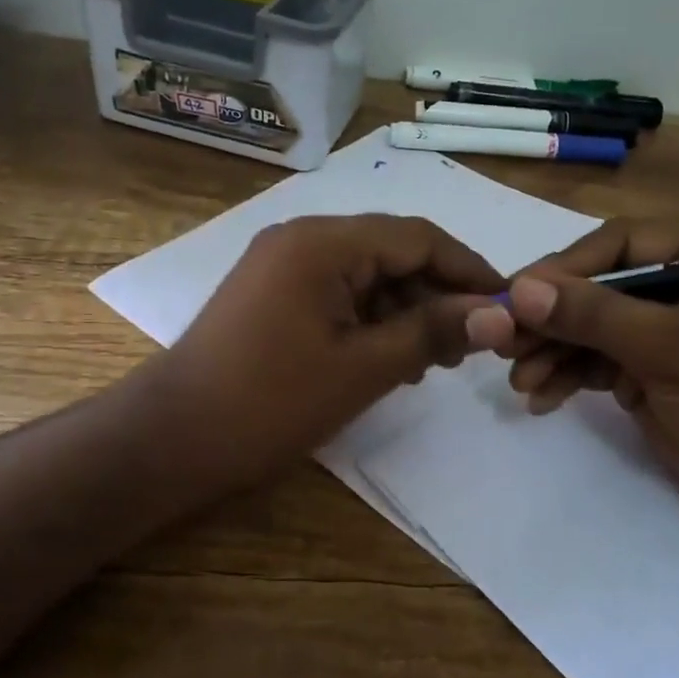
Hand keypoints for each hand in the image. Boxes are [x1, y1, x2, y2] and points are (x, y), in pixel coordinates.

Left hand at [137, 214, 502, 497]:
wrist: (171, 440)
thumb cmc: (271, 403)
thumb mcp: (364, 368)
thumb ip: (433, 332)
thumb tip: (499, 313)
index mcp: (324, 242)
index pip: (418, 237)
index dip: (468, 269)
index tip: (507, 305)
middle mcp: (302, 238)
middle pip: (391, 252)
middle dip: (436, 295)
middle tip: (468, 347)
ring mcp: (281, 265)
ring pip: (365, 275)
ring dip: (404, 311)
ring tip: (430, 362)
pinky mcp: (271, 294)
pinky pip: (336, 293)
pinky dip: (369, 320)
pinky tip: (387, 358)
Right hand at [464, 218, 678, 537]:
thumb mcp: (668, 348)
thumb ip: (593, 314)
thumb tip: (521, 289)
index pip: (616, 245)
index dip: (562, 270)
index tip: (514, 296)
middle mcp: (677, 284)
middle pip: (595, 288)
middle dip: (550, 320)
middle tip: (503, 344)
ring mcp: (661, 330)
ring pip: (589, 329)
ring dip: (551, 353)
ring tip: (519, 382)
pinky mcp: (648, 370)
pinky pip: (595, 363)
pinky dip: (567, 378)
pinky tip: (541, 399)